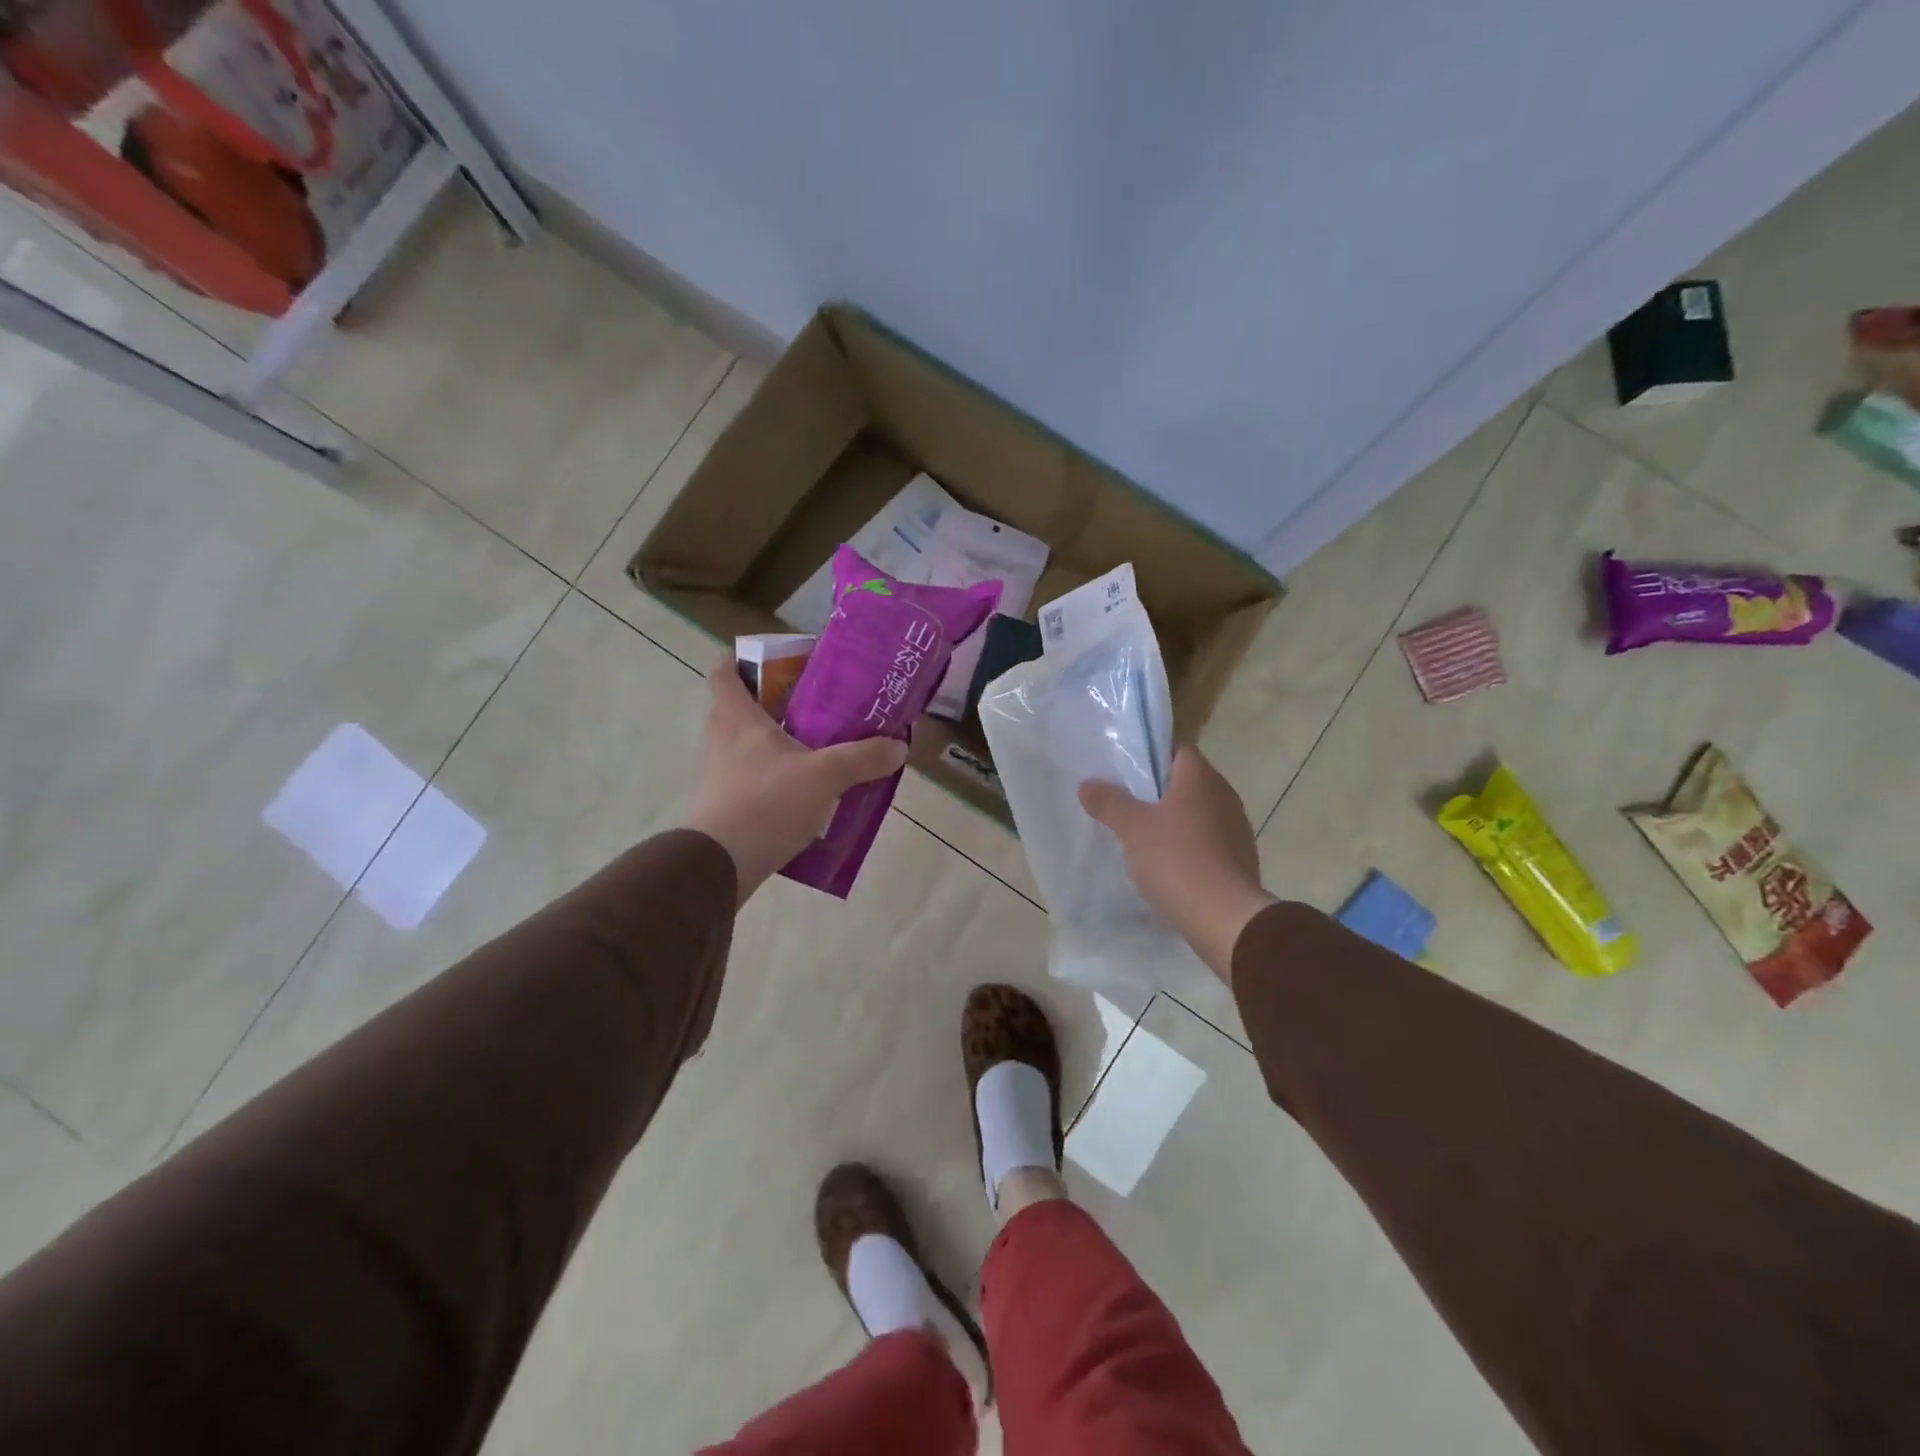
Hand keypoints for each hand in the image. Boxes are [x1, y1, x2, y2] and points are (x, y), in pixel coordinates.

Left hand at [686, 659, 907, 903]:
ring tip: (818, 751)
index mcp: (737, 718)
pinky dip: (776, 780)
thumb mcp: (825, 776)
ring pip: (748, 747)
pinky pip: (752, 781)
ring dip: (777, 745)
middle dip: (774, 703)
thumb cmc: (766, 803)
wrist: (719, 866)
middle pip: (741, 708)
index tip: (772, 659)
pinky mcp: (724, 807)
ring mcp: (719, 776)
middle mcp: (721, 741)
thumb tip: (898, 747)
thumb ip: (863, 758)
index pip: (725, 671)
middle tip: (813, 706)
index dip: (742, 658)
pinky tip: (807, 795)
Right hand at [1079, 746, 1274, 982]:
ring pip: (1197, 811)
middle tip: (1124, 799)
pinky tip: (1165, 861)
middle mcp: (1224, 795)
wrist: (1225, 918)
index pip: (1177, 748)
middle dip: (1157, 788)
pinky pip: (1207, 840)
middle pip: (1186, 780)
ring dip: (1173, 818)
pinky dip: (1187, 844)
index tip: (1124, 766)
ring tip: (1140, 832)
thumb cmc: (1177, 860)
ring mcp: (1236, 827)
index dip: (1151, 752)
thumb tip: (1088, 784)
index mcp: (1200, 778)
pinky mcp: (1239, 858)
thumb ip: (1109, 802)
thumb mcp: (1132, 829)